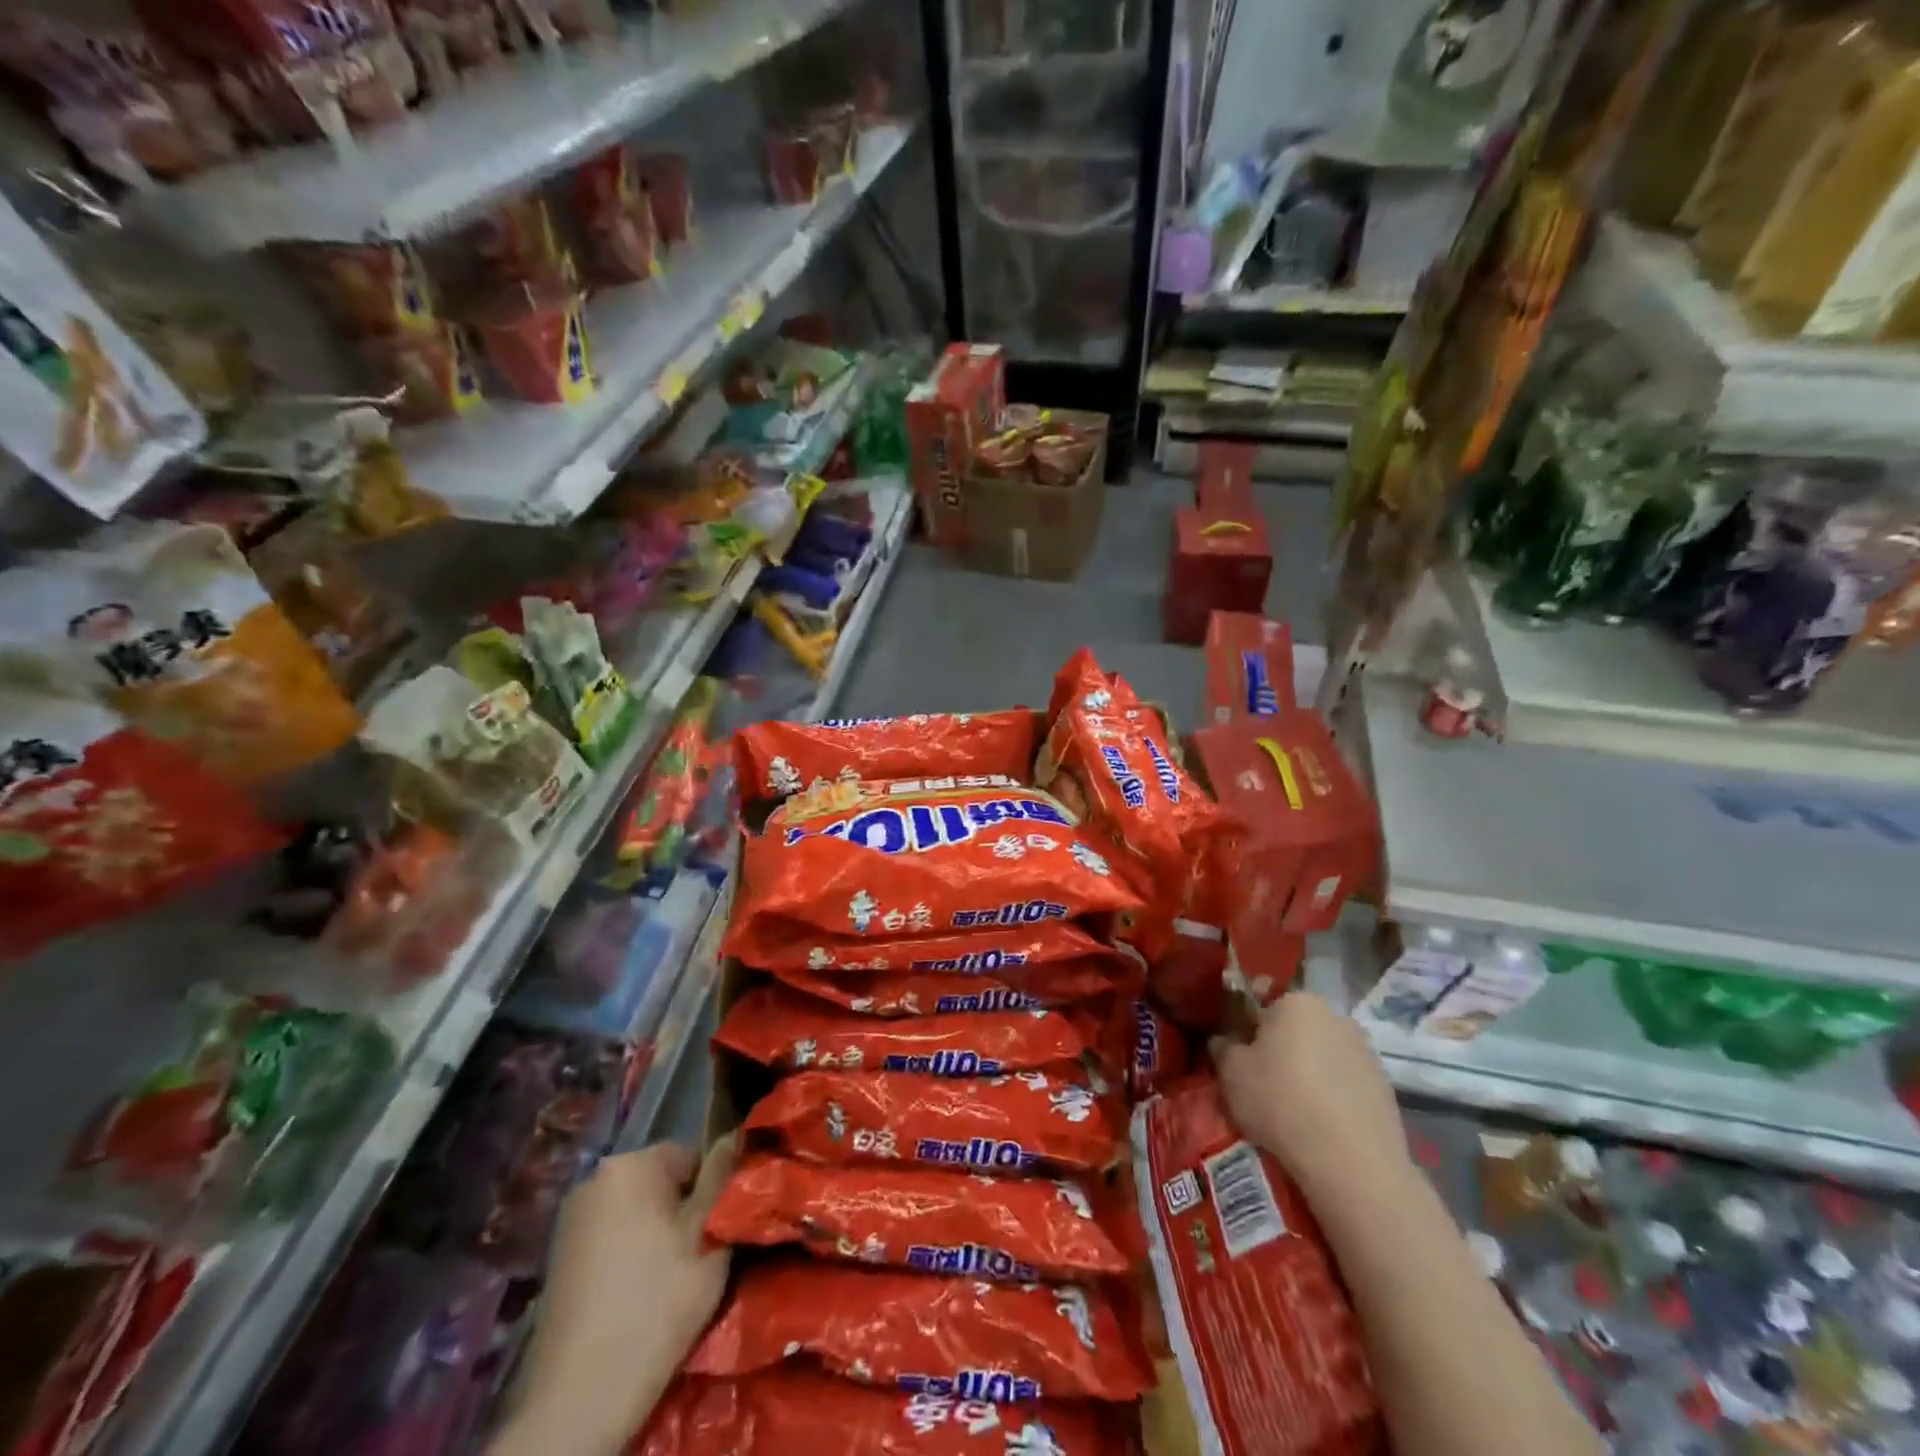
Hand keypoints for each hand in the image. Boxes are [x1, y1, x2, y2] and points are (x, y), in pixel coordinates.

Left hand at [499, 1137, 736, 1455]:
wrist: (580, 1396)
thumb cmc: (656, 1302)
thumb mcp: (709, 1233)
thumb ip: (723, 1177)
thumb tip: (734, 1134)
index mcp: (630, 1163)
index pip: (691, 1157)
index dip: (710, 1194)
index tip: (714, 1234)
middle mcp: (595, 1178)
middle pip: (660, 1183)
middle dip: (681, 1213)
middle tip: (695, 1259)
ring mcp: (571, 1219)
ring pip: (636, 1212)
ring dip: (656, 1235)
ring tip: (667, 1281)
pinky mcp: (558, 1257)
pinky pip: (611, 1238)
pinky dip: (628, 1256)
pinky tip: (635, 1295)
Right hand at [1215, 992, 1408, 1197]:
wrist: (1353, 1164)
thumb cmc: (1281, 1102)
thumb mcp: (1231, 1073)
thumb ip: (1223, 1047)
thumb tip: (1225, 1041)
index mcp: (1297, 1002)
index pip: (1261, 1000)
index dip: (1245, 1024)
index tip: (1238, 1052)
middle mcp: (1335, 1016)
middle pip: (1295, 1027)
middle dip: (1279, 1047)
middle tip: (1261, 1081)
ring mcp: (1365, 1052)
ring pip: (1321, 1054)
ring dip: (1307, 1071)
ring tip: (1292, 1109)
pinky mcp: (1385, 1088)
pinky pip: (1344, 1083)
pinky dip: (1331, 1095)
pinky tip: (1320, 1125)